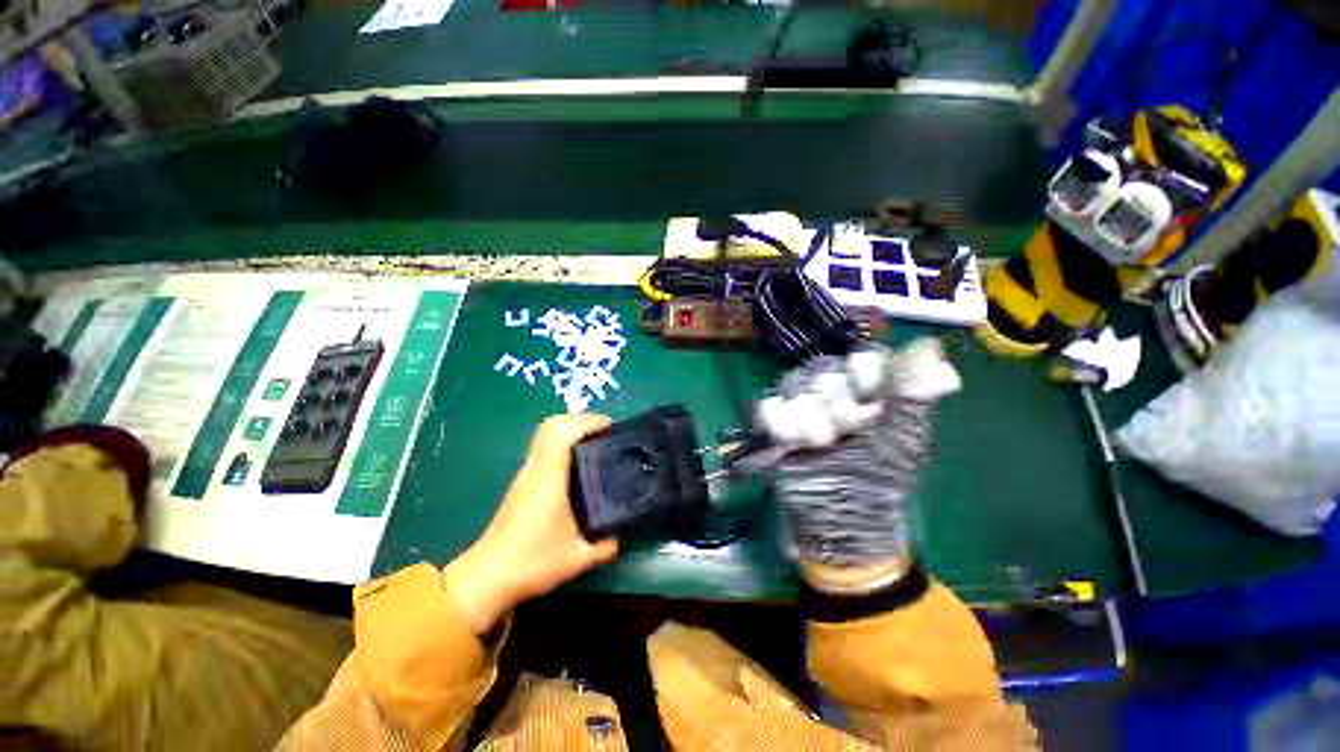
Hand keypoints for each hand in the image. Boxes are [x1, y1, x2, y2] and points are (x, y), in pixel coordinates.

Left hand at [444, 414, 618, 633]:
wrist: (486, 578)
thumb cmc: (532, 562)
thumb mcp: (577, 558)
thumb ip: (606, 545)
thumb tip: (623, 535)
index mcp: (548, 476)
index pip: (561, 431)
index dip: (587, 421)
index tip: (610, 427)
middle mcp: (535, 468)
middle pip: (552, 425)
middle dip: (581, 420)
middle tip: (606, 432)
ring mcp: (526, 474)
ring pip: (547, 435)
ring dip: (572, 431)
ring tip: (597, 443)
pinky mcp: (523, 483)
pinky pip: (545, 449)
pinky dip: (564, 444)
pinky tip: (580, 464)